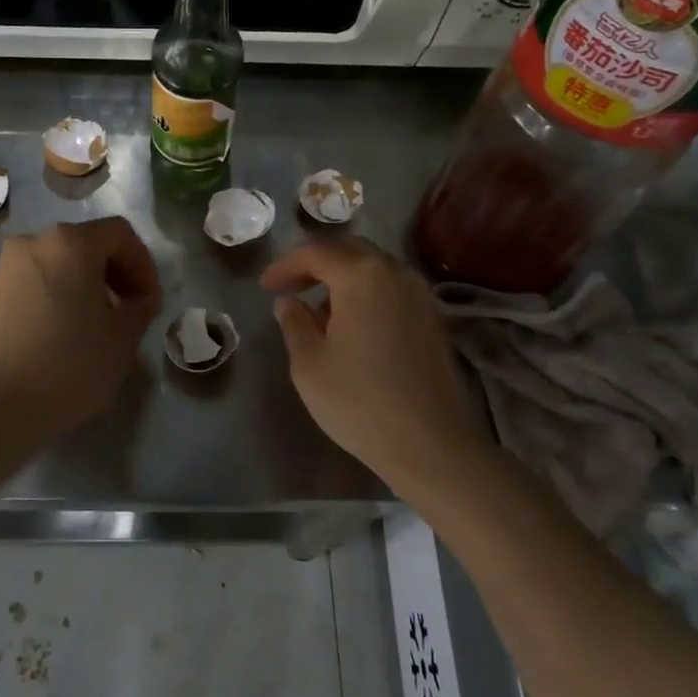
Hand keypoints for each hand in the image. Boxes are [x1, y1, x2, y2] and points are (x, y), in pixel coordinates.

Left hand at [0, 217, 162, 441]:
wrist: (0, 407)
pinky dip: (52, 300)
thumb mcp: (123, 338)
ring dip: (81, 287)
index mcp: (70, 243)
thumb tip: (139, 301)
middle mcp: (32, 244)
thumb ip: (139, 308)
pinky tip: (58, 337)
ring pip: (55, 266)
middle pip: (84, 245)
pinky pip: (31, 287)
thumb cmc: (71, 364)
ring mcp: (3, 270)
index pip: (119, 234)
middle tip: (127, 311)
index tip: (149, 302)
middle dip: (112, 274)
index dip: (143, 264)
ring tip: (93, 326)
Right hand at [261, 237, 488, 481]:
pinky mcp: (433, 318)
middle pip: (349, 251)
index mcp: (361, 276)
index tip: (264, 286)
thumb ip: (294, 323)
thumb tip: (289, 302)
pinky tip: (352, 323)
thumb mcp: (309, 364)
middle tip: (290, 286)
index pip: (315, 253)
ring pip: (374, 268)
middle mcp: (395, 273)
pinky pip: (392, 288)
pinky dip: (366, 292)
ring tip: (318, 307)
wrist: (432, 445)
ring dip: (342, 277)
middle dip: (315, 263)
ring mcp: (420, 294)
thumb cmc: (360, 402)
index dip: (285, 265)